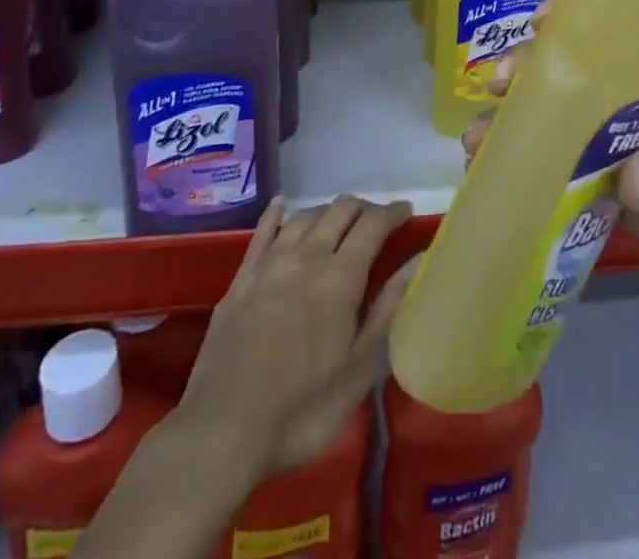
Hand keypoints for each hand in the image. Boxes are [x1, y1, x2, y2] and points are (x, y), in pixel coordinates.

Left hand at [172, 195, 413, 480]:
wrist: (221, 431)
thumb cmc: (301, 410)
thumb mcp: (358, 369)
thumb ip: (388, 308)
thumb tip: (417, 261)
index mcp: (340, 277)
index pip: (373, 224)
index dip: (393, 212)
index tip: (407, 212)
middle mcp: (306, 256)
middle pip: (339, 210)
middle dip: (363, 208)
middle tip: (377, 223)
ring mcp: (269, 264)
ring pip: (304, 215)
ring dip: (327, 211)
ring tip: (339, 223)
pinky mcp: (241, 279)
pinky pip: (262, 231)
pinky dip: (277, 213)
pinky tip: (282, 206)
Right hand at [465, 47, 638, 400]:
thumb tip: (630, 179)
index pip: (616, 40)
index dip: (575, 24)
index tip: (538, 21)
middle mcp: (633, 107)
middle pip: (575, 79)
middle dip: (532, 75)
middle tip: (497, 87)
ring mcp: (616, 149)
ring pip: (560, 124)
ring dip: (519, 125)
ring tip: (479, 139)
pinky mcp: (607, 190)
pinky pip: (562, 173)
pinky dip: (530, 170)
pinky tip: (494, 173)